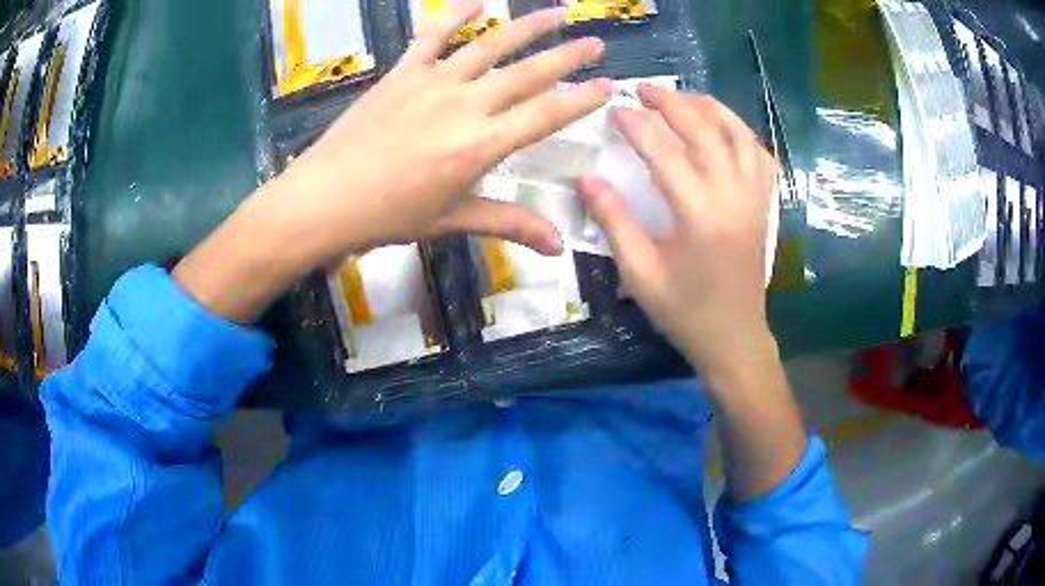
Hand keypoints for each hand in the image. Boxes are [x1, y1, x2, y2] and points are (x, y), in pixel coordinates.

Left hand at [175, 3, 611, 322]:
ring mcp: (432, 82)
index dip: (581, 100)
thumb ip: (509, 223)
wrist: (325, 198)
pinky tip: (477, 1)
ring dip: (528, 27)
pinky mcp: (402, 73)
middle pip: (528, 73)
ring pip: (491, 45)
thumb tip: (558, 247)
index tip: (608, 86)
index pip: (546, 115)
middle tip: (595, 43)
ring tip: (557, 12)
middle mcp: (465, 105)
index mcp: (481, 145)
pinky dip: (455, 15)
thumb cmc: (388, 215)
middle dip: (568, 56)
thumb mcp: (452, 220)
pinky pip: (433, 36)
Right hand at [579, 86, 776, 382]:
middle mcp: (733, 196)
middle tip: (644, 90)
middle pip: (704, 130)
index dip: (636, 125)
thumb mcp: (640, 273)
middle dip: (672, 103)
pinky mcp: (764, 205)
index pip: (664, 151)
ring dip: (710, 108)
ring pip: (738, 134)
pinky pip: (759, 156)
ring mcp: (754, 198)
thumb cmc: (684, 311)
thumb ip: (614, 221)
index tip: (614, 109)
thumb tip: (587, 179)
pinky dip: (741, 133)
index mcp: (699, 214)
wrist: (734, 338)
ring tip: (684, 97)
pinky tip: (724, 128)